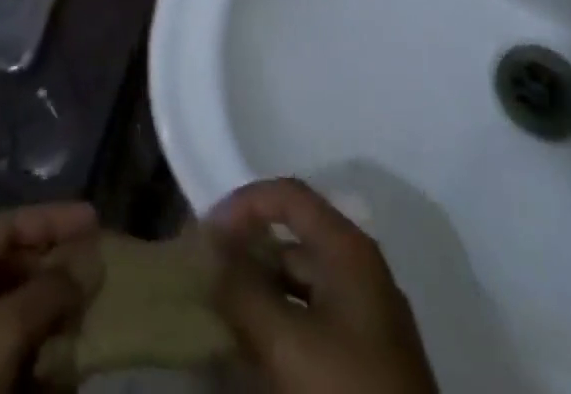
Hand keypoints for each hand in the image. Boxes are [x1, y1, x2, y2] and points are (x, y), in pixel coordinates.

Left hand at [0, 202, 99, 393]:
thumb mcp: (3, 330)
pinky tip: (60, 369)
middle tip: (96, 276)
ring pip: (11, 307)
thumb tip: (88, 263)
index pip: (11, 221)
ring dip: (48, 315)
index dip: (55, 218)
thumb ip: (49, 291)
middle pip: (13, 262)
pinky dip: (32, 352)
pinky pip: (2, 349)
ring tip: (84, 324)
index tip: (96, 219)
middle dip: (55, 270)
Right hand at [211, 178, 437, 393]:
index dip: (244, 204)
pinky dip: (277, 328)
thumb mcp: (286, 341)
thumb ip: (241, 288)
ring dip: (258, 297)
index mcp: (348, 248)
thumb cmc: (348, 390)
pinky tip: (249, 353)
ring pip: (298, 287)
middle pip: (291, 242)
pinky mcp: (364, 360)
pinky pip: (310, 323)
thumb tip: (206, 248)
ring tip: (218, 319)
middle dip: (246, 256)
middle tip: (205, 280)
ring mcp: (365, 317)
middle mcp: (359, 270)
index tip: (208, 235)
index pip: (288, 195)